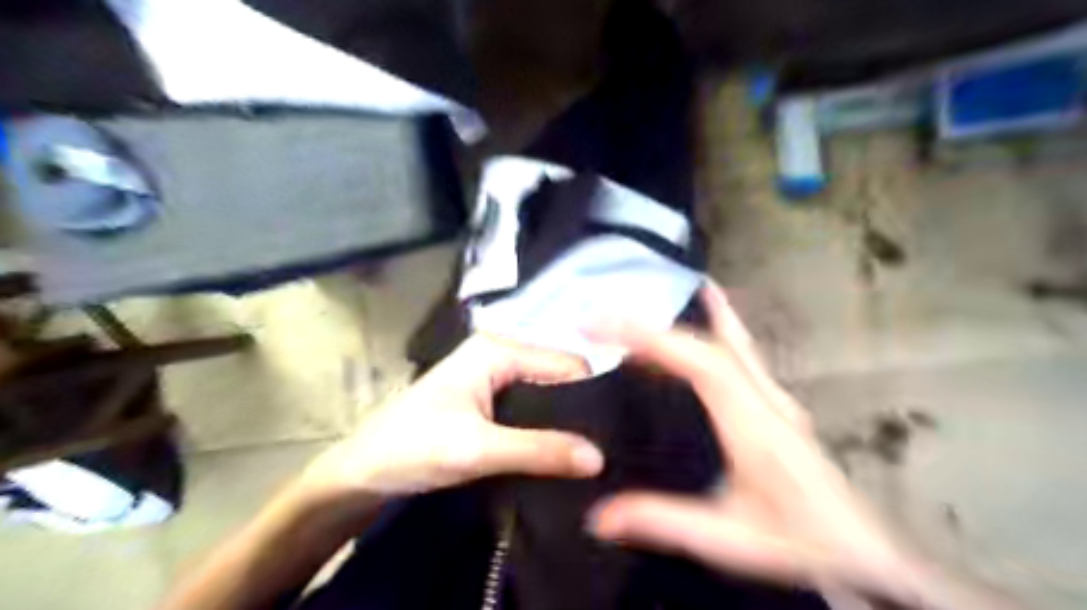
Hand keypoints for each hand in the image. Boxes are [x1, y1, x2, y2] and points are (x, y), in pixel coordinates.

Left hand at [294, 334, 608, 505]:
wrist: (360, 474)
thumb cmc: (412, 448)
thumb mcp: (477, 449)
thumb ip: (539, 450)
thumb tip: (599, 458)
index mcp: (497, 350)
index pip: (565, 364)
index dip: (592, 395)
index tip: (618, 432)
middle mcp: (499, 354)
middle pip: (557, 377)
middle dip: (579, 410)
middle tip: (608, 447)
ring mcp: (492, 378)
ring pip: (544, 396)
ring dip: (562, 423)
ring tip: (592, 453)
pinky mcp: (487, 401)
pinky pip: (529, 410)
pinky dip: (544, 429)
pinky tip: (561, 452)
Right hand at [583, 282, 920, 601]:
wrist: (870, 555)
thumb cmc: (802, 542)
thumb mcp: (729, 538)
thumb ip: (664, 522)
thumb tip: (600, 516)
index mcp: (753, 424)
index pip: (699, 362)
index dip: (652, 337)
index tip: (604, 326)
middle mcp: (765, 399)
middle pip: (711, 343)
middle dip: (657, 326)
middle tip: (612, 318)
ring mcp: (774, 398)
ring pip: (731, 341)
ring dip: (689, 318)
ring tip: (650, 304)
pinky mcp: (776, 406)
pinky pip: (741, 353)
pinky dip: (719, 327)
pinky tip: (712, 317)